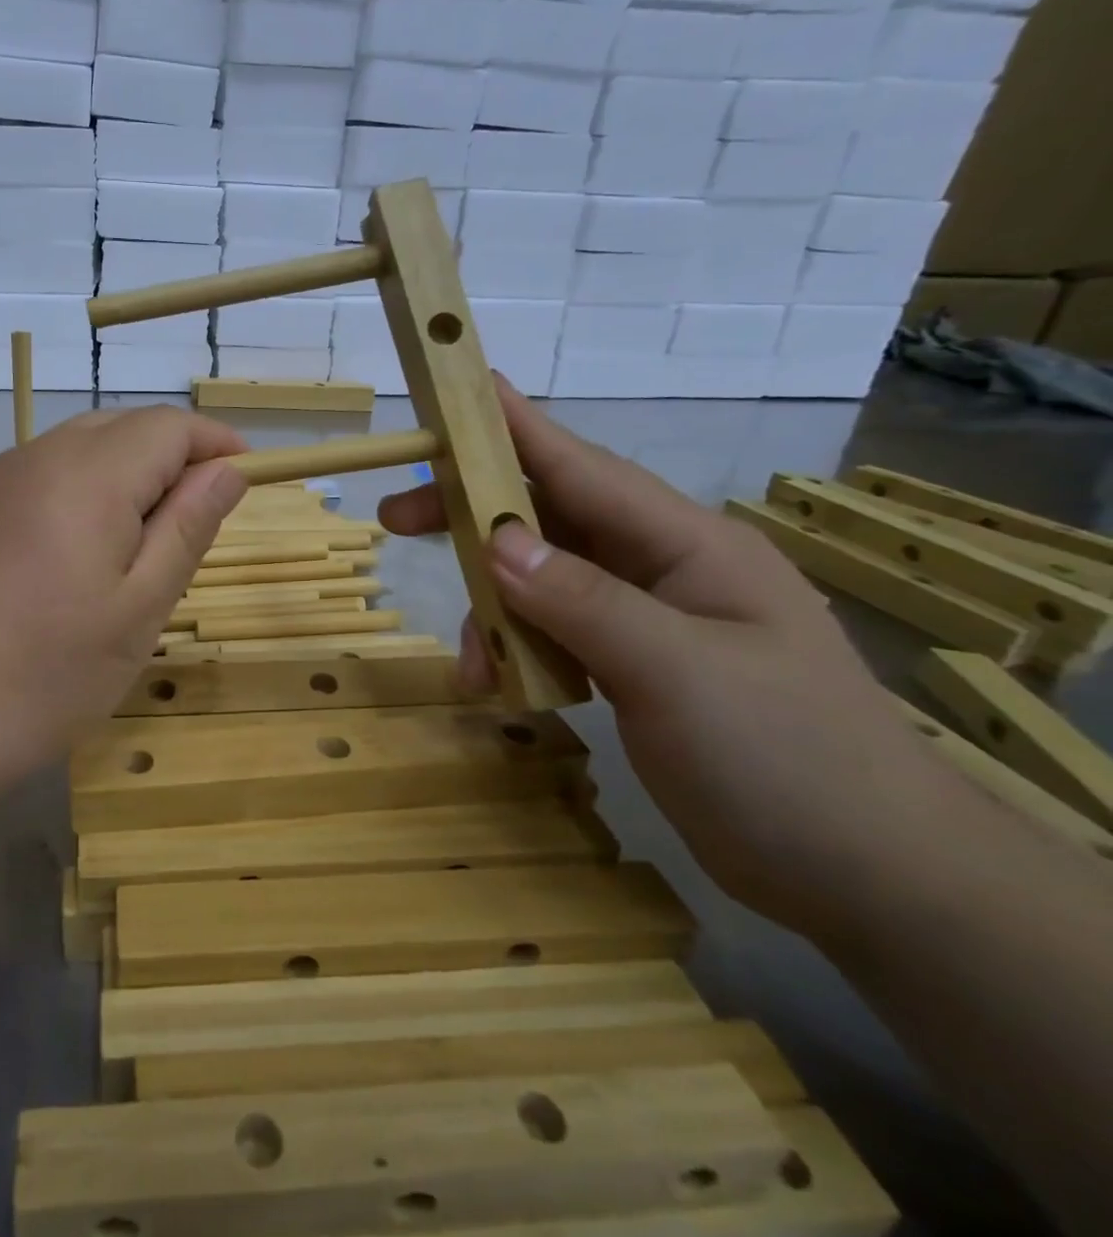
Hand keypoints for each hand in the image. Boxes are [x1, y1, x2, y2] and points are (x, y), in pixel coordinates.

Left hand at [0, 407, 247, 766]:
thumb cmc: (46, 673)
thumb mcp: (140, 607)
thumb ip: (188, 526)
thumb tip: (229, 470)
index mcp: (89, 474)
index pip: (168, 426)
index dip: (215, 443)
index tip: (246, 479)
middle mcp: (39, 457)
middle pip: (125, 426)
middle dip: (174, 456)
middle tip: (200, 520)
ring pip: (84, 446)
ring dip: (131, 472)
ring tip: (149, 539)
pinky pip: (48, 473)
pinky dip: (88, 489)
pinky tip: (88, 548)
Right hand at [379, 381, 947, 940]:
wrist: (870, 875)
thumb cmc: (786, 757)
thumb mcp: (676, 671)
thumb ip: (581, 600)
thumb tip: (495, 541)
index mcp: (686, 545)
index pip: (582, 468)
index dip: (515, 427)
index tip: (457, 390)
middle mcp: (661, 568)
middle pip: (548, 521)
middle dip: (474, 519)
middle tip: (396, 518)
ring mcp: (648, 619)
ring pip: (542, 584)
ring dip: (495, 612)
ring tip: (469, 665)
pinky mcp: (635, 666)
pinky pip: (554, 635)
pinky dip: (520, 653)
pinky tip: (504, 691)